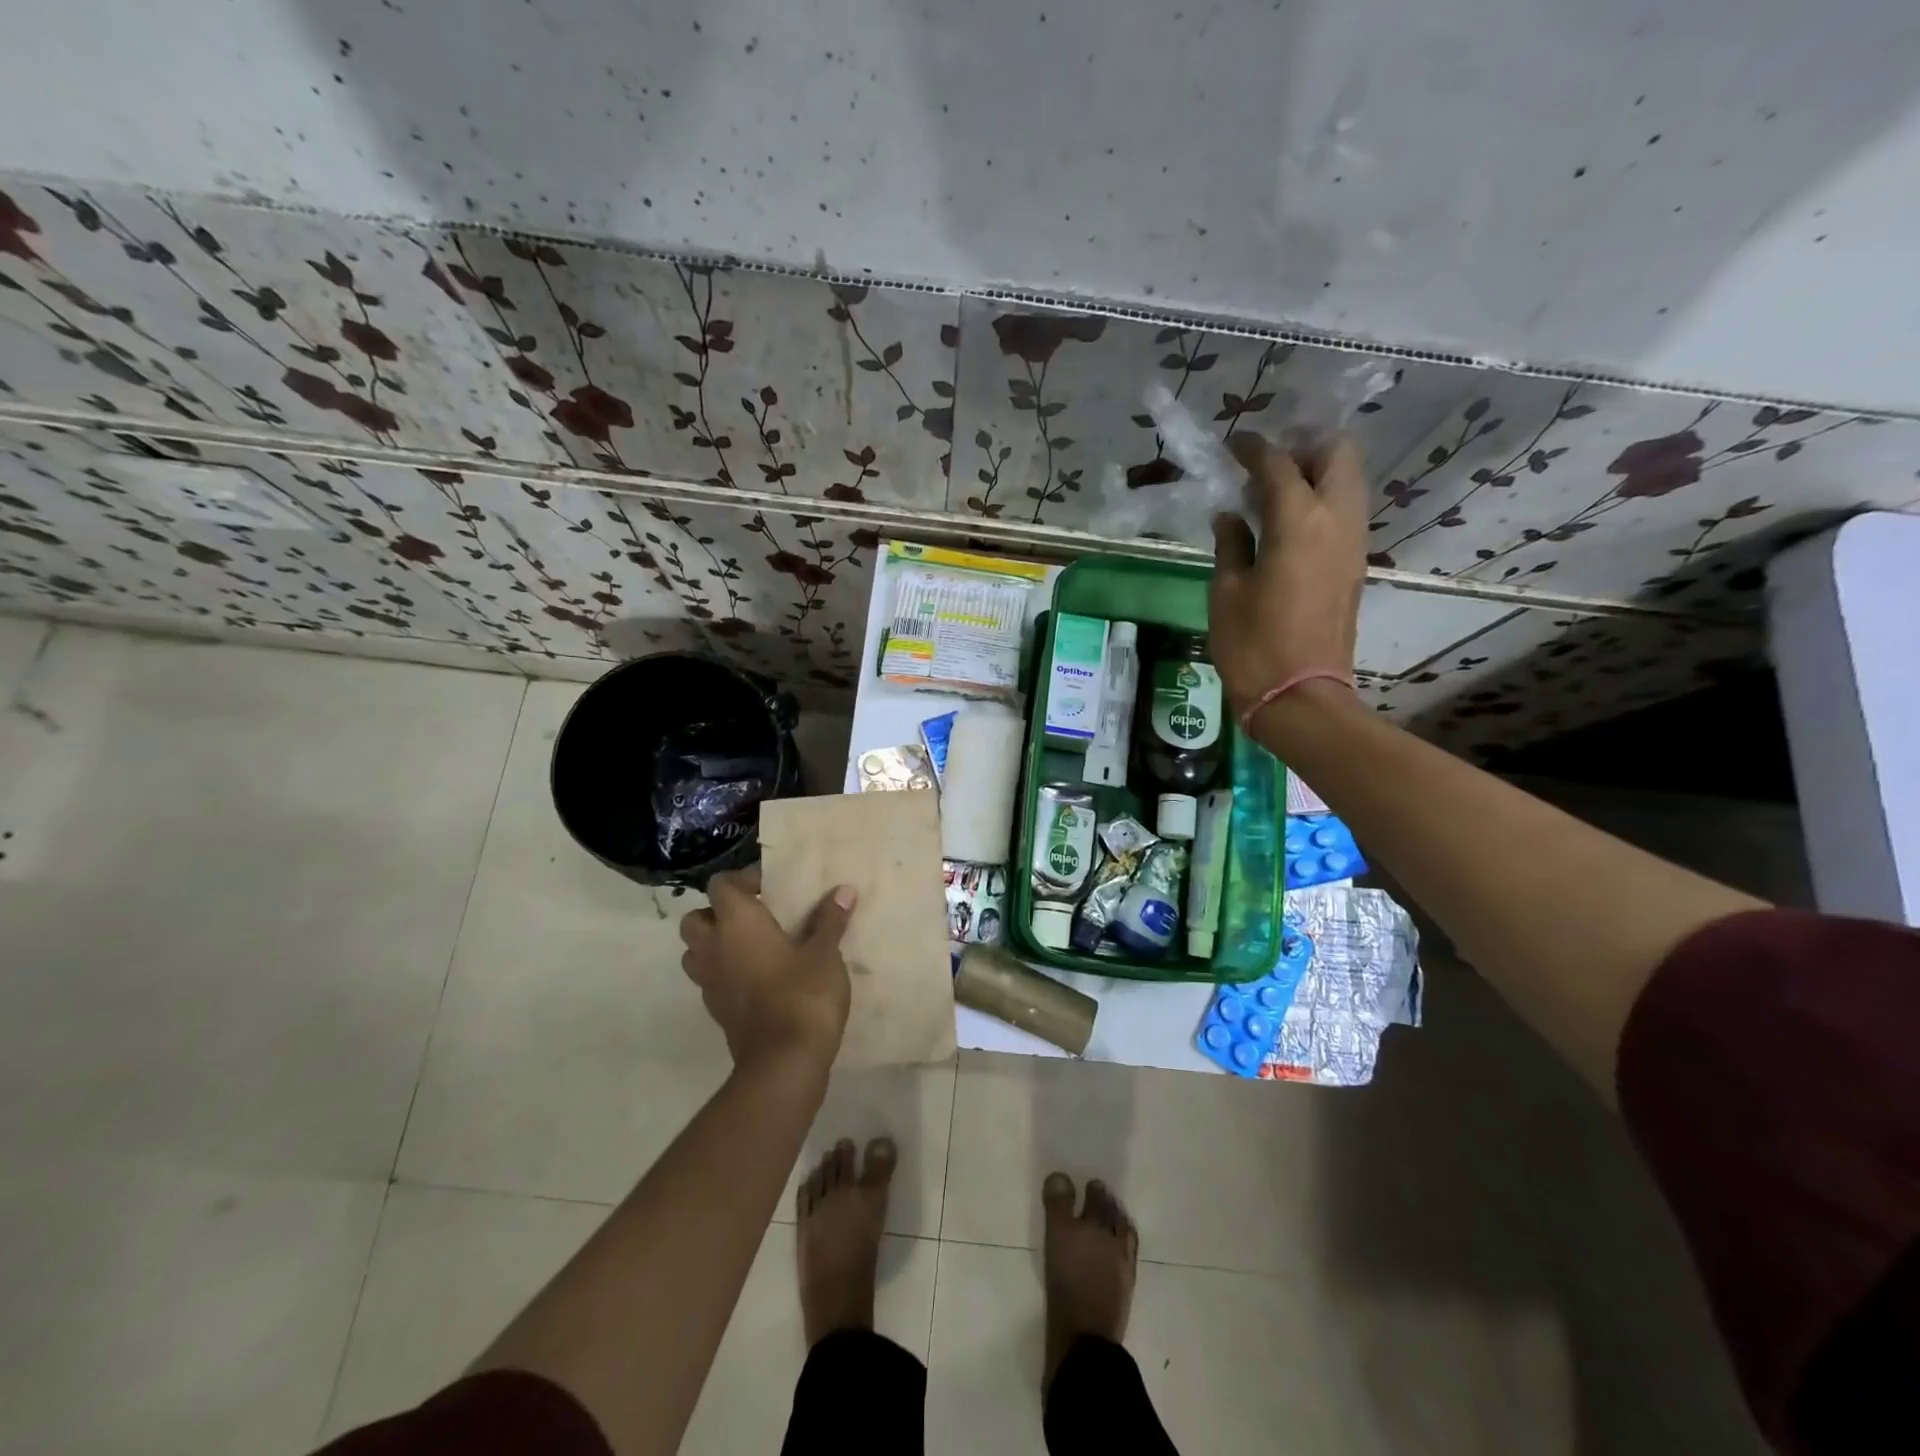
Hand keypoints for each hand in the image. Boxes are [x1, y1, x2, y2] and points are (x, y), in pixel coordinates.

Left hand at [679, 870, 857, 1078]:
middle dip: (719, 912)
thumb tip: (844, 891)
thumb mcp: (825, 953)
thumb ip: (830, 920)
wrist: (783, 1062)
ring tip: (752, 946)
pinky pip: (710, 979)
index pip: (720, 885)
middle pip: (697, 918)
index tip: (772, 887)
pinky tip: (758, 977)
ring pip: (695, 951)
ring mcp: (710, 982)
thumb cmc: (804, 994)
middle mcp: (714, 947)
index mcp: (737, 923)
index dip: (742, 880)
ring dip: (715, 943)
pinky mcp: (716, 1011)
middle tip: (755, 916)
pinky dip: (725, 972)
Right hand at [1208, 434, 1367, 725]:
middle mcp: (1337, 521)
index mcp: (1299, 522)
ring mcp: (1353, 544)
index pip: (1279, 464)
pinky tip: (1287, 525)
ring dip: (1317, 473)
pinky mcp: (1354, 566)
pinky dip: (1323, 502)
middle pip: (1337, 455)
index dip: (1255, 449)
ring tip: (1274, 493)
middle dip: (1304, 447)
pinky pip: (1346, 512)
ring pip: (1348, 482)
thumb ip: (1230, 544)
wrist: (1300, 696)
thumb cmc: (1253, 645)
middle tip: (1266, 467)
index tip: (1235, 445)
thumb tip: (1230, 517)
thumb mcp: (1226, 592)